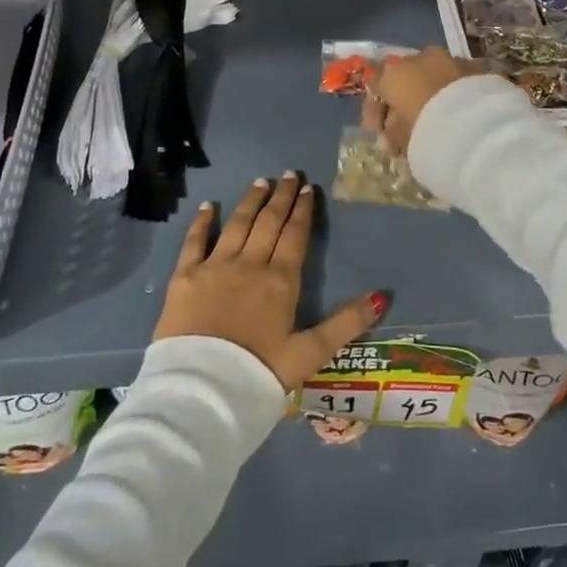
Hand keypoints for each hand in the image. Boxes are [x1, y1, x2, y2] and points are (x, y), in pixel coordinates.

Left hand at [153, 173, 386, 390]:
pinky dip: (202, 222)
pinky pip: (194, 241)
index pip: (295, 235)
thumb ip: (346, 324)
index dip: (303, 210)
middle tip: (289, 175)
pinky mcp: (184, 277)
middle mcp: (249, 264)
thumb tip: (382, 296)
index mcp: (281, 281)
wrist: (202, 391)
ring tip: (260, 182)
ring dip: (249, 202)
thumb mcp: (310, 354)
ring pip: (236, 225)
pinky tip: (208, 206)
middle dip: (280, 197)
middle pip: (268, 222)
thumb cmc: (259, 374)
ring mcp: (214, 267)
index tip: (308, 189)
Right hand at [365, 46, 486, 153]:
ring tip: (437, 119)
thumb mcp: (399, 139)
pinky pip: (456, 80)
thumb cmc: (426, 133)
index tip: (379, 132)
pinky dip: (452, 93)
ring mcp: (450, 59)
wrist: (478, 128)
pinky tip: (457, 113)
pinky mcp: (476, 68)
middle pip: (405, 77)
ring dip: (430, 92)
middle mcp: (419, 58)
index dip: (375, 111)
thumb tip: (392, 129)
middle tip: (407, 124)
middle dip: (404, 98)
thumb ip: (391, 131)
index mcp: (393, 73)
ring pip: (433, 75)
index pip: (374, 86)